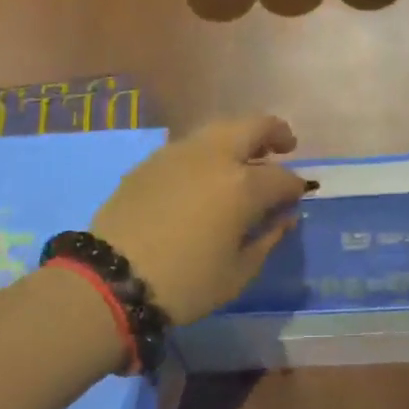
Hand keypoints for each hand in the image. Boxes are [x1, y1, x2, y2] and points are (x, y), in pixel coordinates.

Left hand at [90, 115, 307, 324]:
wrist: (111, 280)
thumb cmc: (185, 283)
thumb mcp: (238, 273)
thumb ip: (268, 239)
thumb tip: (284, 217)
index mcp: (243, 185)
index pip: (283, 177)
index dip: (295, 187)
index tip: (297, 197)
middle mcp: (215, 156)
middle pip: (255, 126)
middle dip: (275, 133)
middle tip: (284, 148)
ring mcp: (180, 152)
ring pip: (221, 128)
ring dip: (240, 137)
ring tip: (243, 159)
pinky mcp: (152, 160)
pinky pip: (191, 145)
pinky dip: (209, 151)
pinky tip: (205, 175)